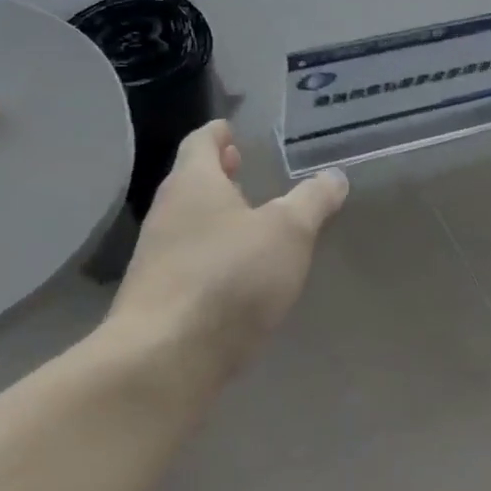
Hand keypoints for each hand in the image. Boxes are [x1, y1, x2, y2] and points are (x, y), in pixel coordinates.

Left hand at [111, 120, 348, 372]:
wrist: (164, 361)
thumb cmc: (229, 277)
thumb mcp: (288, 233)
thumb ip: (312, 201)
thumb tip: (334, 177)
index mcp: (194, 183)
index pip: (201, 142)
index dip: (218, 133)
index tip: (231, 129)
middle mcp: (167, 213)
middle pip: (191, 181)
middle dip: (218, 174)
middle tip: (242, 167)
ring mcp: (156, 257)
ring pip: (188, 221)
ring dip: (215, 214)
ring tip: (248, 218)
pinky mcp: (157, 298)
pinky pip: (187, 260)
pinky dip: (211, 252)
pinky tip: (235, 272)